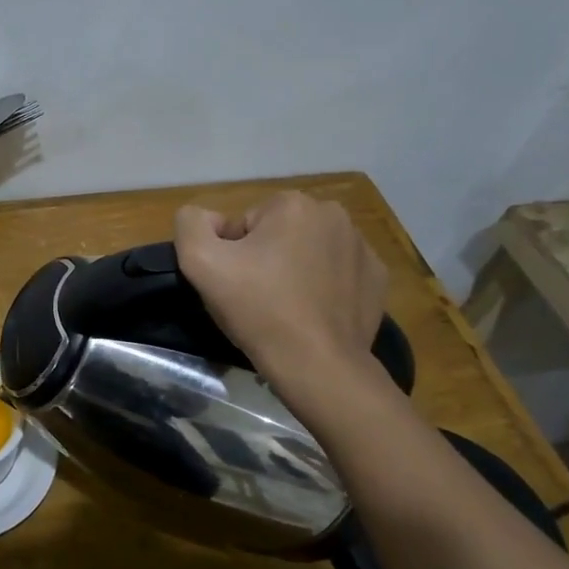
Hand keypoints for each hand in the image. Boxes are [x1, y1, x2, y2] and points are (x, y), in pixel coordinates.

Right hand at [174, 192, 389, 400]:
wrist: (316, 365)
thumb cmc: (257, 308)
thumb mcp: (199, 261)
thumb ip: (190, 224)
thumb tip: (209, 219)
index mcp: (292, 204)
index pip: (244, 224)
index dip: (232, 255)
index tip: (236, 284)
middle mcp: (334, 215)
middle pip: (278, 234)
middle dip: (265, 258)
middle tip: (257, 297)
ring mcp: (362, 247)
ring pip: (308, 252)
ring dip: (294, 271)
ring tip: (285, 308)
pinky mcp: (378, 279)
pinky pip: (337, 273)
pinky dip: (323, 287)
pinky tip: (313, 313)